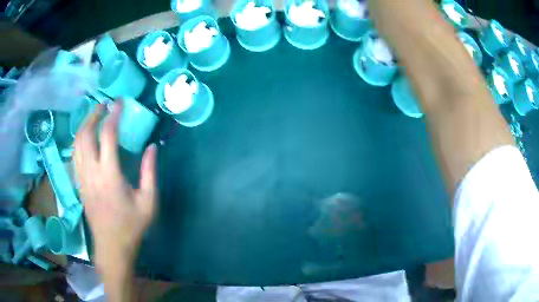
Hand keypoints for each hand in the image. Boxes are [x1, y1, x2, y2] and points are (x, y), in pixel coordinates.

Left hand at [74, 100, 157, 269]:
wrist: (111, 246)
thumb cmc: (131, 226)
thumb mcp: (148, 202)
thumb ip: (150, 172)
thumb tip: (152, 147)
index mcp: (110, 175)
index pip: (108, 135)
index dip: (114, 115)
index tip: (119, 102)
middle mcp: (91, 172)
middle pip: (85, 134)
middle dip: (94, 114)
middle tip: (104, 105)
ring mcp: (82, 178)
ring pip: (76, 143)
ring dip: (84, 125)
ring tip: (95, 116)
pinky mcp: (79, 183)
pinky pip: (74, 154)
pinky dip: (79, 140)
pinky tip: (86, 137)